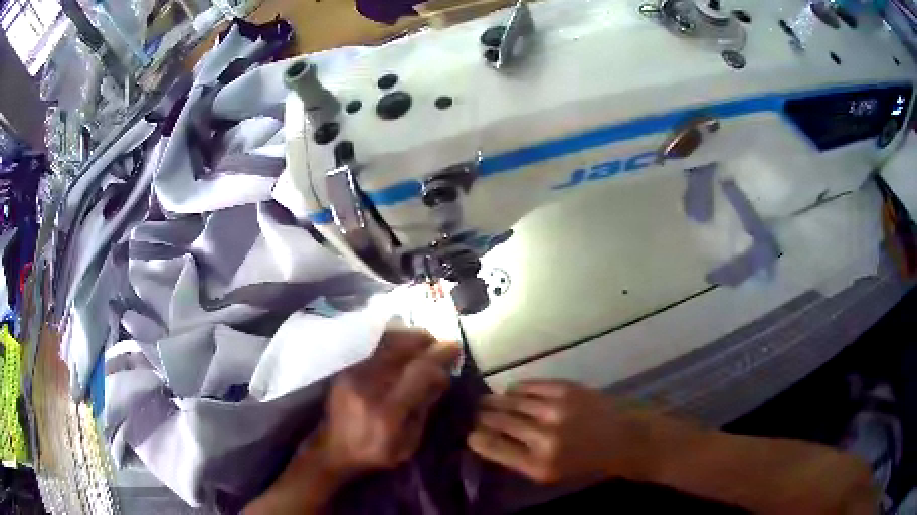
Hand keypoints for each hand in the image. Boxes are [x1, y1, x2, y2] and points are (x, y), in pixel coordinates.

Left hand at [244, 330, 459, 514]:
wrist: (333, 449)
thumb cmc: (375, 452)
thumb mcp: (410, 443)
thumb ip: (425, 408)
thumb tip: (442, 376)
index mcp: (388, 412)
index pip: (419, 372)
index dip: (440, 356)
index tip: (455, 347)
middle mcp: (368, 387)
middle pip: (401, 348)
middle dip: (425, 340)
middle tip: (439, 344)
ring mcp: (352, 374)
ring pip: (385, 341)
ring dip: (409, 337)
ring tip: (423, 342)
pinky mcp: (344, 368)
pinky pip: (372, 345)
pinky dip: (392, 340)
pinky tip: (402, 345)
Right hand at [468, 380, 655, 483]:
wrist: (623, 438)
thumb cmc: (584, 463)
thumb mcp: (549, 473)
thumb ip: (517, 458)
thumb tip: (484, 438)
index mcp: (538, 464)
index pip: (490, 446)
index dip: (475, 437)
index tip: (471, 434)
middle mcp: (544, 437)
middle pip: (496, 420)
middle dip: (481, 417)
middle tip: (476, 414)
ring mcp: (556, 409)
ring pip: (509, 400)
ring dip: (494, 401)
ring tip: (488, 402)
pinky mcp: (566, 389)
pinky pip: (527, 385)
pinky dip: (516, 389)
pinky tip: (514, 394)